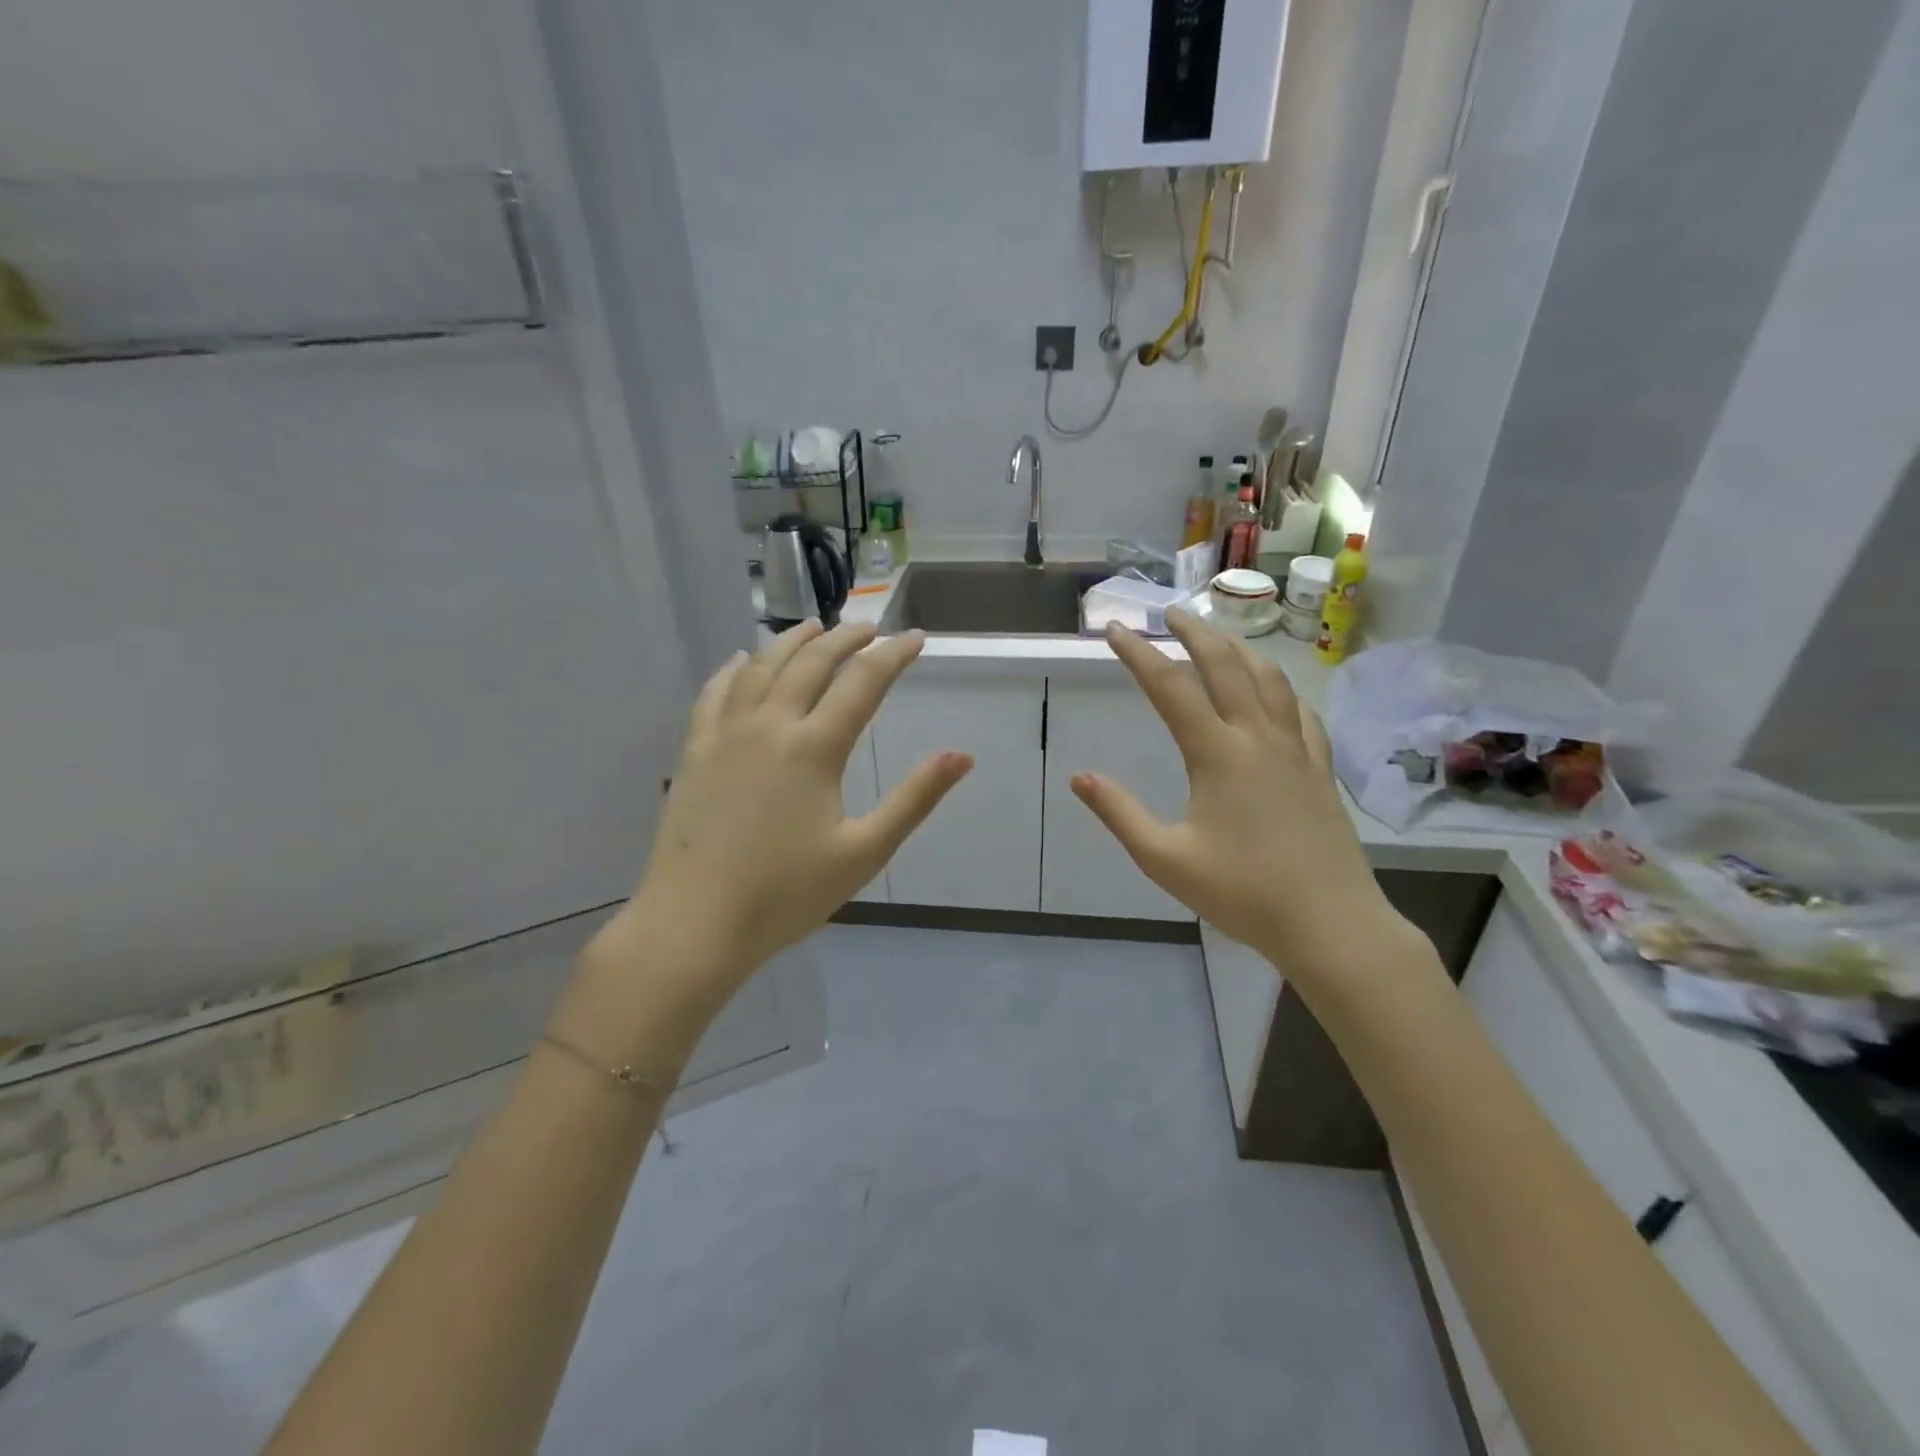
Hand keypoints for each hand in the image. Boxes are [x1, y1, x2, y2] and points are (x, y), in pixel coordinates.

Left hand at [565, 621, 970, 1070]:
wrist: (695, 922)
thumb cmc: (786, 894)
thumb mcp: (864, 852)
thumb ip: (914, 799)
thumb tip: (962, 756)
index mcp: (814, 748)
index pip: (862, 683)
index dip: (893, 655)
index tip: (915, 637)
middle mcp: (770, 725)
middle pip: (811, 662)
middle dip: (845, 638)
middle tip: (870, 628)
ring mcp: (726, 734)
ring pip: (761, 667)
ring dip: (793, 641)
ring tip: (815, 628)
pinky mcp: (695, 751)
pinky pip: (714, 693)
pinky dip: (734, 669)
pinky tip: (741, 660)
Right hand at [1071, 613, 1408, 980]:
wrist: (1329, 923)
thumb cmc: (1241, 892)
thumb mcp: (1164, 858)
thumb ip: (1119, 813)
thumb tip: (1079, 777)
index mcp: (1217, 753)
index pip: (1169, 687)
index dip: (1138, 654)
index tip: (1114, 630)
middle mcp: (1257, 737)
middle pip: (1225, 665)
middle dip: (1194, 632)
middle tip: (1170, 612)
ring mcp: (1295, 749)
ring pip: (1268, 679)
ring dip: (1239, 649)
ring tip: (1219, 637)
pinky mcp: (1319, 768)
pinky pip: (1300, 711)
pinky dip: (1280, 687)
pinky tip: (1274, 691)